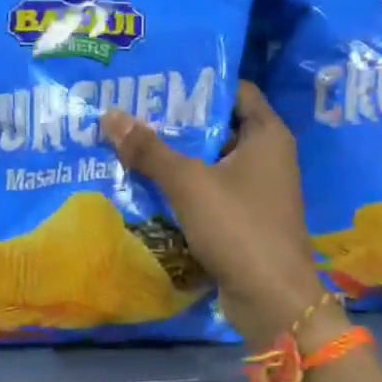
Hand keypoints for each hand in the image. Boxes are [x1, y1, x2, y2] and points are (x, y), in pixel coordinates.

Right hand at [101, 81, 336, 347]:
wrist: (272, 300)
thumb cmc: (239, 227)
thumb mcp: (189, 183)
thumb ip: (150, 150)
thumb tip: (110, 116)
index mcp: (267, 135)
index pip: (235, 90)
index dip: (199, 83)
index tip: (160, 81)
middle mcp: (267, 156)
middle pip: (218, 126)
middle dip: (177, 122)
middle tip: (132, 111)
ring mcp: (256, 190)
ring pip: (210, 162)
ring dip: (175, 157)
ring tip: (129, 143)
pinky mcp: (244, 219)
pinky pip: (209, 192)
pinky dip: (183, 188)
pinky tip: (145, 184)